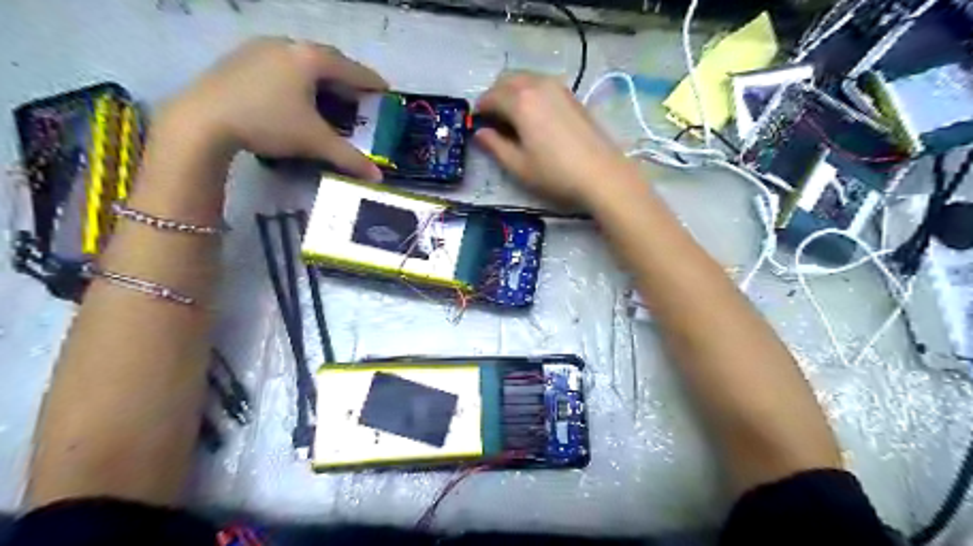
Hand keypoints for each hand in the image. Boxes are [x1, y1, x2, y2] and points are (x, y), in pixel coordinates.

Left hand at [159, 39, 386, 182]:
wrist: (202, 120)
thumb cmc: (268, 124)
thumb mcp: (314, 142)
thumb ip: (349, 158)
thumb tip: (378, 178)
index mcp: (310, 59)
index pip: (351, 69)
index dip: (371, 81)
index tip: (385, 89)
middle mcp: (287, 45)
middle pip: (327, 58)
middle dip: (346, 76)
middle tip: (358, 95)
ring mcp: (260, 47)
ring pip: (301, 58)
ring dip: (320, 75)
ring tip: (328, 95)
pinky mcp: (240, 57)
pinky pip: (280, 62)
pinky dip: (297, 75)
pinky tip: (294, 94)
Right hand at [476, 73, 634, 205]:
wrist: (601, 174)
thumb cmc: (555, 173)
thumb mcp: (519, 166)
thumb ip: (495, 147)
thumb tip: (480, 134)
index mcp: (520, 102)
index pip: (491, 97)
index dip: (480, 110)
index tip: (476, 124)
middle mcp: (537, 85)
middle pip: (507, 80)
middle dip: (495, 95)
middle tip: (492, 119)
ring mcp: (558, 87)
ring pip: (526, 78)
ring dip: (512, 91)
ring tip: (511, 117)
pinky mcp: (571, 95)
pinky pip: (542, 84)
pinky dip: (530, 93)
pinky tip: (533, 116)